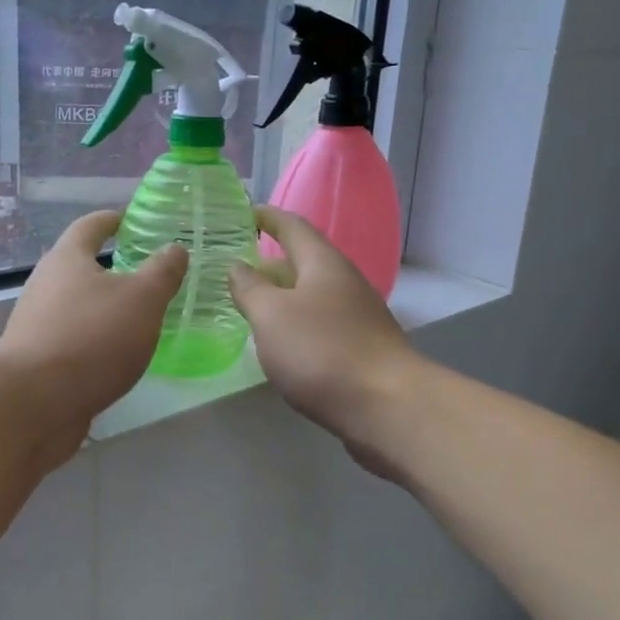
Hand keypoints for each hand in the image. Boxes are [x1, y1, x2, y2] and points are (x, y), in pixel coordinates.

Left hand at [0, 210, 186, 458]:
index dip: (111, 220)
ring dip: (104, 308)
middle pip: (79, 266)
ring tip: (138, 317)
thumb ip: (162, 272)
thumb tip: (174, 248)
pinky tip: (118, 355)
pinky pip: (74, 340)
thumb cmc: (91, 337)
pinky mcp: (38, 361)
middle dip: (110, 267)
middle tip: (146, 273)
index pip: (89, 226)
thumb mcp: (142, 299)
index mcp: (67, 259)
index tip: (128, 218)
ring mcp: (37, 325)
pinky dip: (96, 340)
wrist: (34, 402)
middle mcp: (46, 285)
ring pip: (77, 306)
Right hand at [229, 207, 421, 472]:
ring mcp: (356, 316)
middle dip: (268, 263)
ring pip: (310, 296)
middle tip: (232, 270)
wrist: (386, 406)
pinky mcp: (360, 348)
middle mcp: (343, 282)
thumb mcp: (271, 316)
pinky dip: (295, 324)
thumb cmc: (321, 351)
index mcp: (323, 263)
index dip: (266, 217)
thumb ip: (249, 288)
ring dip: (280, 297)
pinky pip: (319, 324)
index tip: (242, 213)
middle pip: (302, 262)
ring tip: (248, 306)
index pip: (292, 226)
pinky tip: (279, 343)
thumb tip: (237, 266)